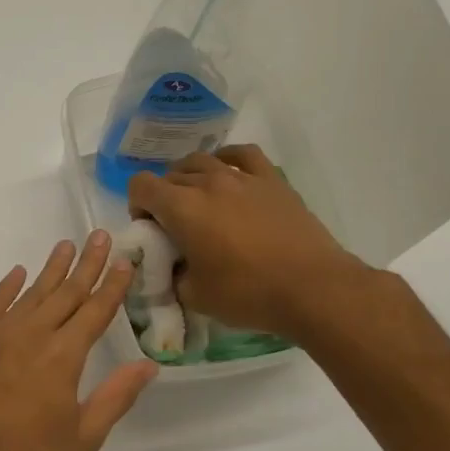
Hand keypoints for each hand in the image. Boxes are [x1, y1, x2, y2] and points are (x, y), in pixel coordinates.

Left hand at [0, 230, 157, 450]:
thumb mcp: (83, 437)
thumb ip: (116, 396)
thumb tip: (148, 365)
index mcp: (62, 357)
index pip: (94, 311)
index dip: (112, 286)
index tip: (124, 261)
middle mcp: (30, 336)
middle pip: (64, 293)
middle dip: (86, 265)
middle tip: (100, 236)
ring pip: (29, 294)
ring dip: (50, 270)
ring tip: (65, 246)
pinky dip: (5, 288)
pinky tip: (17, 274)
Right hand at [126, 145, 365, 340]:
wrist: (312, 288)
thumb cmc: (248, 294)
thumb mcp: (195, 296)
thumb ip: (174, 275)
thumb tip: (176, 266)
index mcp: (182, 208)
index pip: (141, 185)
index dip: (137, 205)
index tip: (150, 229)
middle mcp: (208, 182)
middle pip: (171, 175)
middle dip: (164, 197)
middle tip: (175, 227)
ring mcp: (243, 177)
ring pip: (202, 161)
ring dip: (190, 178)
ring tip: (200, 202)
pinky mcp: (273, 181)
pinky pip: (243, 155)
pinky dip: (227, 160)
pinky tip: (228, 173)